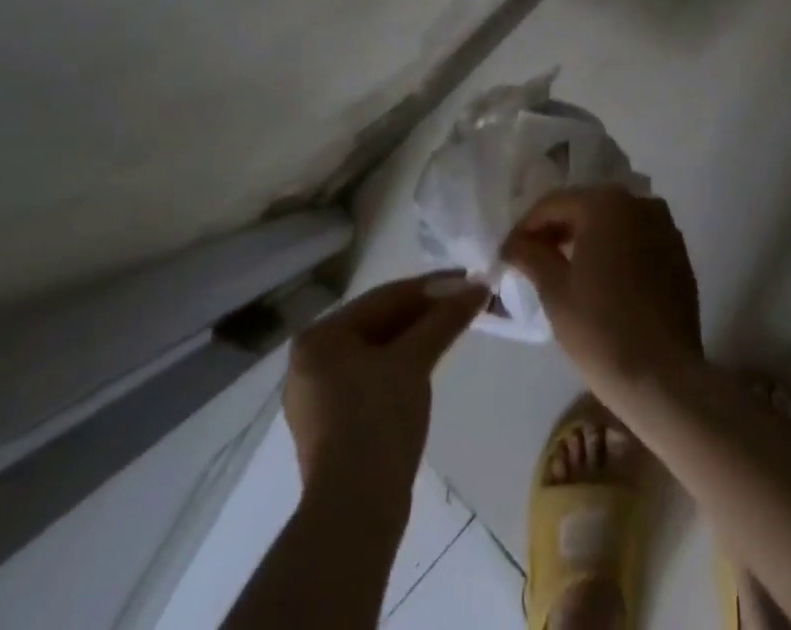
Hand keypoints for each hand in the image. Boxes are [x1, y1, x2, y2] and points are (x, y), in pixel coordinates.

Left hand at [283, 273, 487, 506]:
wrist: (355, 511)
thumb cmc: (377, 420)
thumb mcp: (414, 361)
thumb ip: (445, 319)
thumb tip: (479, 287)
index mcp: (319, 337)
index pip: (384, 298)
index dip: (431, 287)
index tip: (468, 279)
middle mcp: (310, 360)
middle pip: (380, 323)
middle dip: (425, 313)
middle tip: (466, 301)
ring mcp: (319, 396)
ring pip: (378, 351)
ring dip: (417, 338)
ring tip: (454, 328)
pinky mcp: (333, 425)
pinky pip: (373, 377)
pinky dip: (402, 366)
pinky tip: (429, 363)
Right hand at [501, 187, 702, 403]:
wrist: (664, 377)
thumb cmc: (601, 330)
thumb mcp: (555, 291)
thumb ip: (531, 256)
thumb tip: (514, 243)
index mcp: (606, 203)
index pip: (554, 204)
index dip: (526, 228)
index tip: (509, 254)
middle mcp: (639, 202)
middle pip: (586, 208)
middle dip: (558, 231)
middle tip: (533, 261)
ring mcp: (664, 226)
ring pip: (613, 223)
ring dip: (588, 239)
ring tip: (565, 270)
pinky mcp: (679, 253)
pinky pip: (637, 240)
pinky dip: (616, 251)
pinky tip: (602, 280)